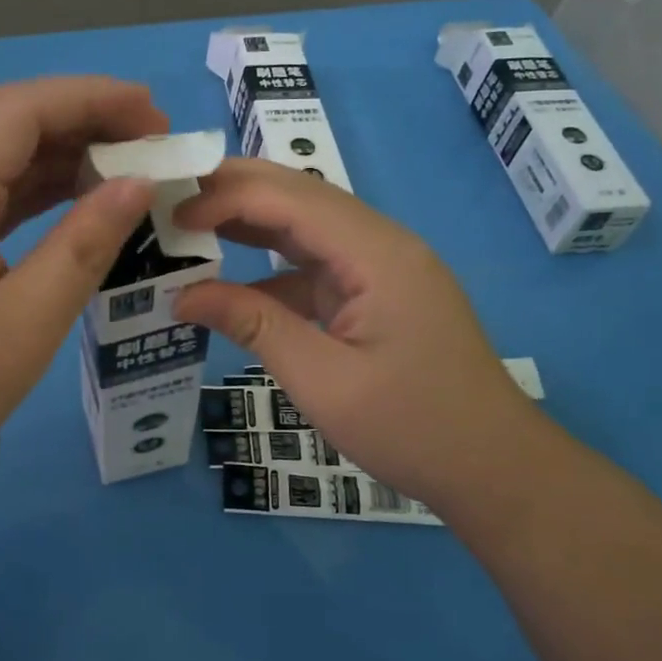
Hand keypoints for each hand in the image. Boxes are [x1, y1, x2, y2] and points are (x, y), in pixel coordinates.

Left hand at [0, 77, 163, 510]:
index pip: (22, 109)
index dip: (96, 99)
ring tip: (127, 170)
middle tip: (153, 146)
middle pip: (6, 120)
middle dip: (84, 120)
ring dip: (59, 153)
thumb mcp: (23, 326)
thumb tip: (136, 184)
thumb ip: (83, 245)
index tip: (160, 119)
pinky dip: (30, 188)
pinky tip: (74, 202)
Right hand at [173, 158, 562, 520]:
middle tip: (170, 204)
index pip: (289, 198)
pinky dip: (272, 268)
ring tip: (189, 229)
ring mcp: (382, 267)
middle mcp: (381, 243)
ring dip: (250, 225)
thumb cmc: (412, 428)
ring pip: (306, 226)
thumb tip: (184, 295)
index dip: (224, 197)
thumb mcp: (322, 381)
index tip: (169, 217)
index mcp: (376, 253)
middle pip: (300, 197)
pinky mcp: (377, 292)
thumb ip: (253, 326)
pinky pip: (316, 265)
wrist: (493, 468)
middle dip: (233, 193)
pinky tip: (234, 284)